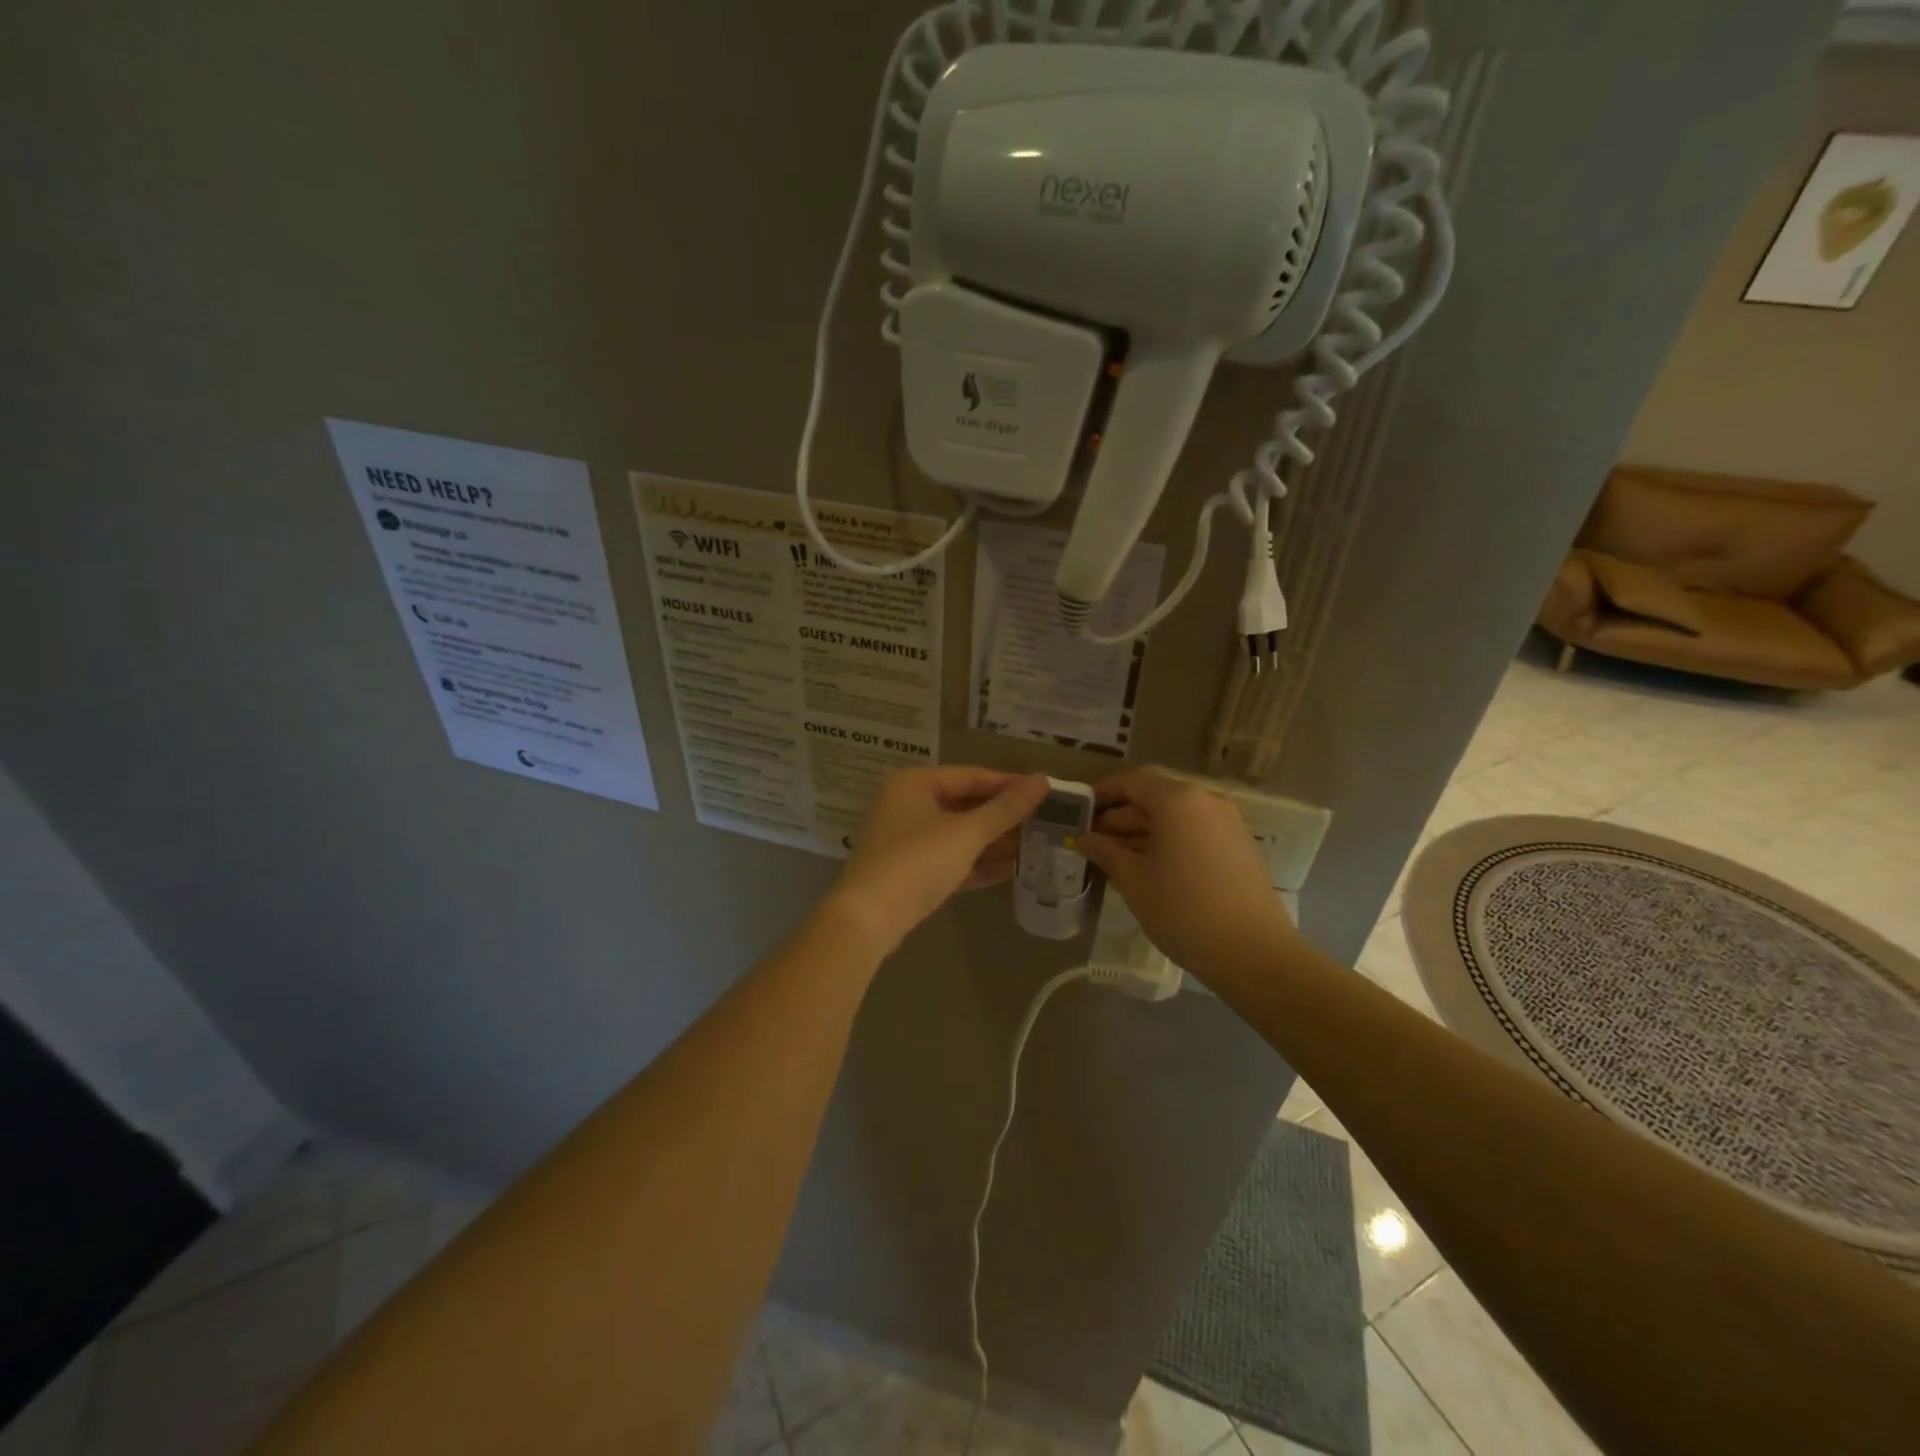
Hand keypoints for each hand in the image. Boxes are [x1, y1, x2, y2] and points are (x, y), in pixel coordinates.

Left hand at [828, 767, 1049, 954]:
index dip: (1009, 784)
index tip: (1046, 791)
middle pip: (965, 804)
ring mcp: (907, 840)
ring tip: (1037, 845)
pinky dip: (978, 863)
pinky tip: (1012, 870)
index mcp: (915, 783)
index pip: (971, 776)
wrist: (869, 919)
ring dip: (994, 841)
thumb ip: (1006, 809)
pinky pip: (951, 859)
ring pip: (959, 834)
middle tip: (1045, 821)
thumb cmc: (918, 862)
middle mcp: (908, 805)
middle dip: (1003, 816)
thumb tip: (1043, 780)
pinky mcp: (910, 872)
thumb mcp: (967, 833)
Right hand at [1081, 768, 1293, 978]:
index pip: (1131, 782)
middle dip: (1120, 817)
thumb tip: (1085, 839)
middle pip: (1154, 798)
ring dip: (1142, 833)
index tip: (1079, 813)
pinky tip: (1147, 870)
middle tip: (1091, 842)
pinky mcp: (1239, 847)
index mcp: (1178, 800)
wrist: (1254, 954)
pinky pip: (1193, 833)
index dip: (1102, 794)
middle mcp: (1206, 801)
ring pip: (1174, 818)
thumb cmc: (1183, 910)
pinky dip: (1167, 843)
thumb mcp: (1134, 880)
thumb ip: (1105, 852)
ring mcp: (1227, 824)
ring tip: (1112, 859)